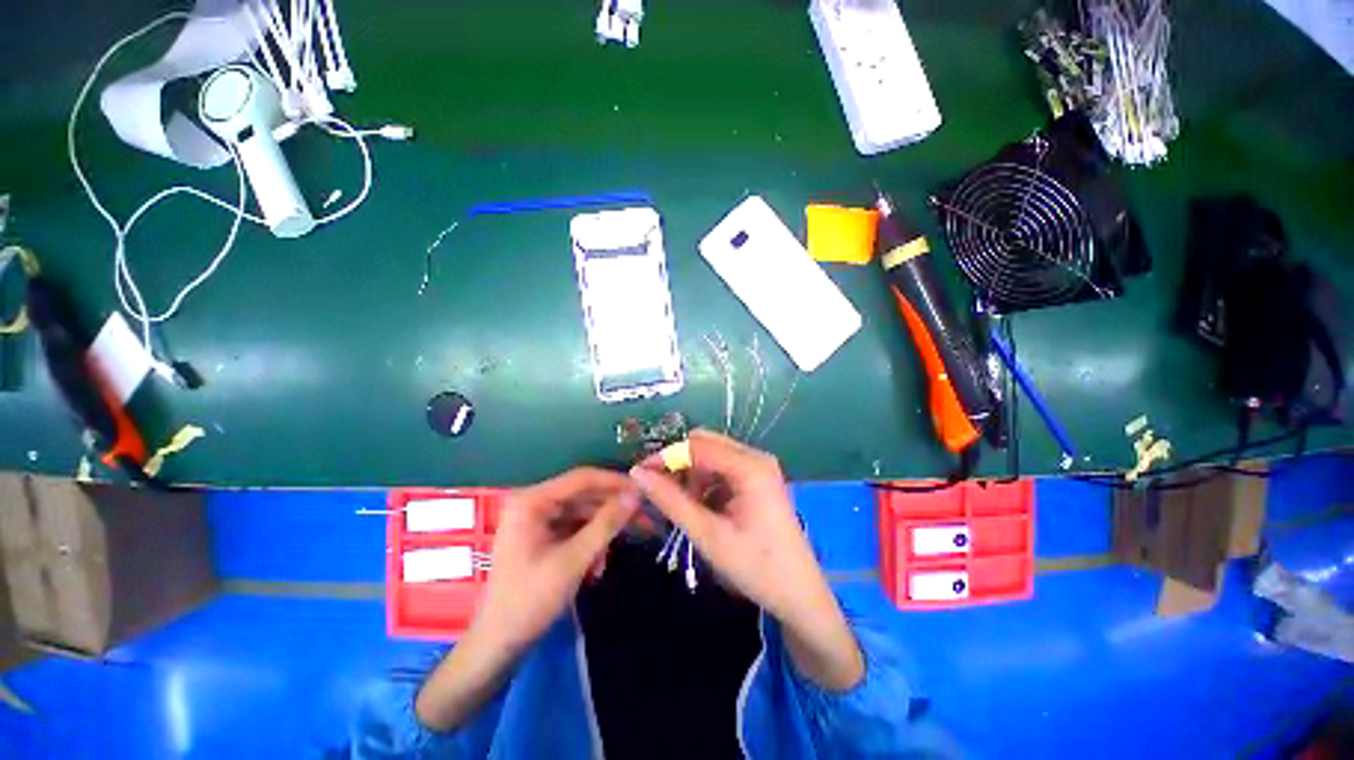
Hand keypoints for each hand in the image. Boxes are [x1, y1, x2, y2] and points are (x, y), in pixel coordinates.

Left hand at [476, 468, 638, 652]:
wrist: (499, 644)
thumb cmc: (530, 600)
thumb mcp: (573, 560)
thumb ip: (606, 524)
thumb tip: (635, 494)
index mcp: (532, 501)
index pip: (582, 478)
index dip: (615, 482)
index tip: (643, 489)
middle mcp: (533, 502)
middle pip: (584, 495)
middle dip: (612, 509)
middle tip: (644, 517)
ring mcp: (536, 519)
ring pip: (582, 512)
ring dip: (603, 530)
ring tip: (623, 546)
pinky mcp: (541, 535)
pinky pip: (574, 528)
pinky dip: (590, 541)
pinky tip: (598, 565)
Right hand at [630, 430, 862, 689]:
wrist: (799, 594)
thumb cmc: (756, 567)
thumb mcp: (708, 535)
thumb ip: (671, 501)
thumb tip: (637, 474)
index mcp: (750, 466)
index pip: (696, 446)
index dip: (665, 456)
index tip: (639, 474)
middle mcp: (756, 457)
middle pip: (705, 444)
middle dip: (679, 463)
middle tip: (659, 491)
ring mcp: (759, 466)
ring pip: (712, 455)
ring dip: (692, 474)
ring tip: (683, 506)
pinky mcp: (758, 478)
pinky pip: (723, 467)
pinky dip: (705, 481)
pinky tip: (701, 506)